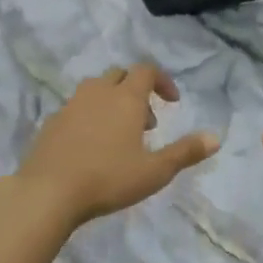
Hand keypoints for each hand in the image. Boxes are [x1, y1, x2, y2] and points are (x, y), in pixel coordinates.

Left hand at [14, 64, 219, 229]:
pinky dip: (90, 116)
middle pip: (120, 75)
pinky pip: (76, 108)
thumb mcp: (155, 171)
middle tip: (147, 123)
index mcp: (126, 98)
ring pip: (95, 89)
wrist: (47, 192)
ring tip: (119, 135)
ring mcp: (71, 106)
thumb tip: (216, 138)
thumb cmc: (108, 179)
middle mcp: (98, 93)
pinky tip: (91, 147)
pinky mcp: (51, 122)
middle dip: (137, 91)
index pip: (146, 70)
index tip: (172, 102)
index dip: (162, 81)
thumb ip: (185, 152)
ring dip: (112, 102)